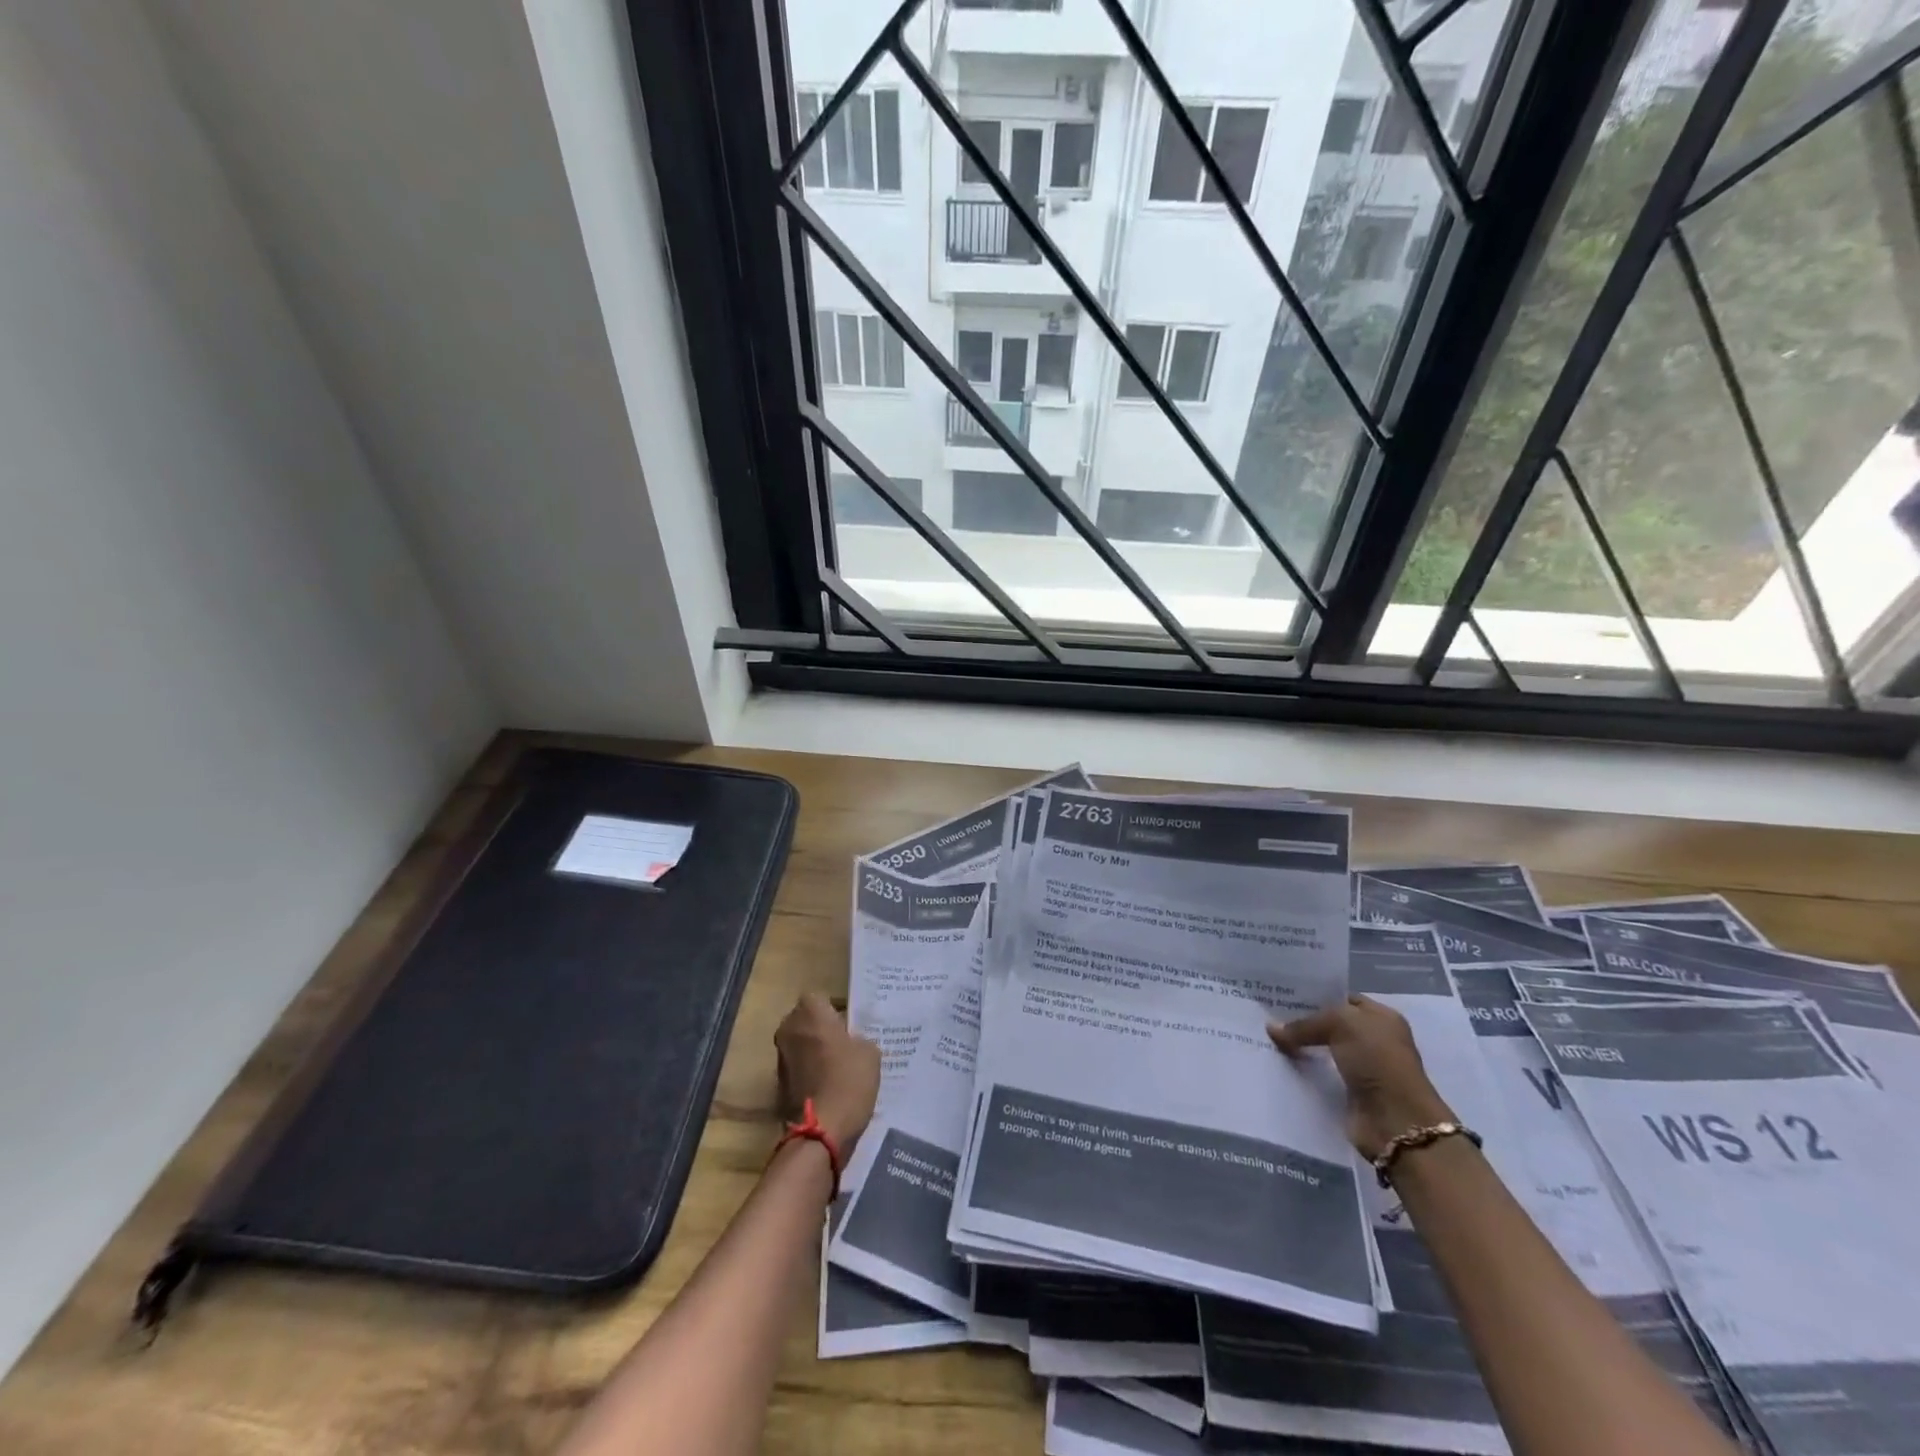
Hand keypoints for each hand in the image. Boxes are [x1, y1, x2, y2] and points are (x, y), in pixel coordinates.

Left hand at [775, 992, 879, 1149]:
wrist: (821, 1131)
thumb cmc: (848, 1080)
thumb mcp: (869, 1052)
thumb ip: (859, 1038)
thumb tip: (851, 1041)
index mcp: (810, 1012)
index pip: (819, 998)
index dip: (834, 1009)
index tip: (849, 1024)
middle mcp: (788, 1029)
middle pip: (805, 1020)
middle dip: (820, 1028)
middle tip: (844, 1043)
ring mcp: (780, 1058)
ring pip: (800, 1044)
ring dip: (813, 1051)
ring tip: (838, 1068)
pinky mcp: (778, 1084)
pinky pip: (797, 1069)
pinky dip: (809, 1073)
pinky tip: (829, 1087)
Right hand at [1269, 995, 1454, 1159]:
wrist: (1396, 1120)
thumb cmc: (1376, 1060)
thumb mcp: (1340, 1024)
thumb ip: (1304, 1024)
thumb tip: (1272, 1028)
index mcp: (1381, 1017)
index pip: (1342, 998)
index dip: (1314, 995)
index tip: (1282, 993)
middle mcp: (1374, 1040)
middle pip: (1330, 1025)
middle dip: (1302, 1021)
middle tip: (1268, 1014)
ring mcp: (1362, 1068)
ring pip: (1322, 1050)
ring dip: (1300, 1047)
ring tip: (1266, 1037)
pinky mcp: (1350, 1093)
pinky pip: (1319, 1075)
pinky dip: (1302, 1071)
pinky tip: (1278, 1062)